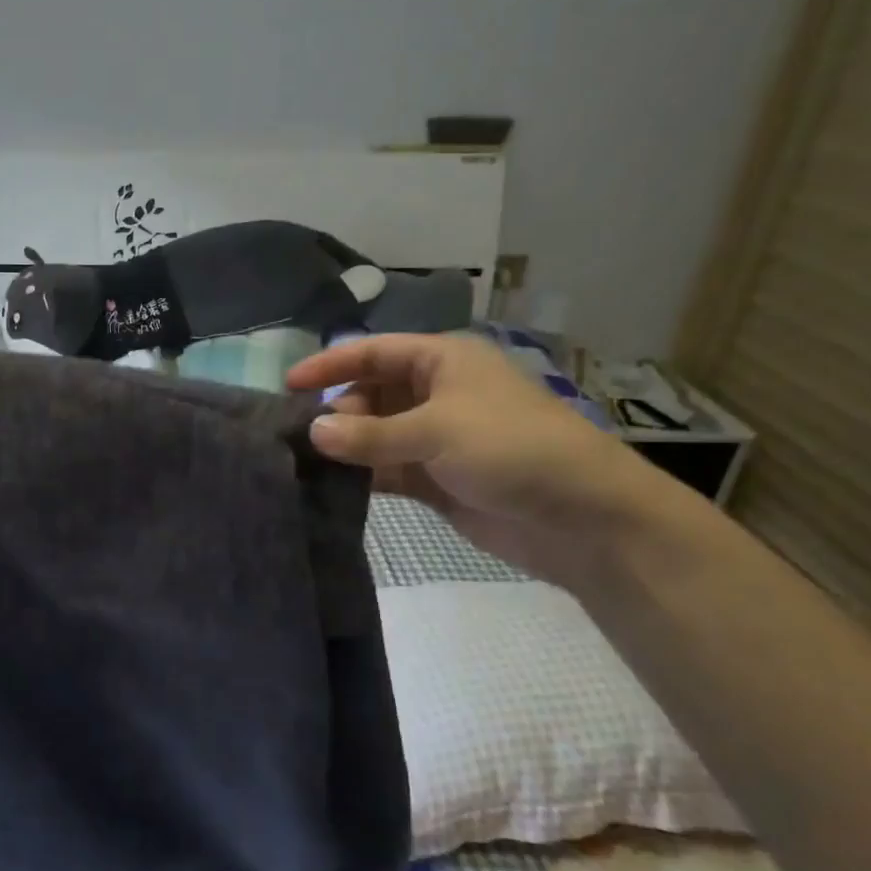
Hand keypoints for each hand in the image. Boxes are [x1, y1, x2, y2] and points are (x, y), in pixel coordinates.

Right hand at [286, 334, 672, 585]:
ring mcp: (434, 438)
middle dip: (337, 412)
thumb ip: (370, 435)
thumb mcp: (437, 430)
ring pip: (375, 434)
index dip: (330, 364)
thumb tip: (311, 433)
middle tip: (302, 438)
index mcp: (442, 362)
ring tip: (303, 462)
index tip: (288, 384)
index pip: (373, 352)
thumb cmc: (512, 448)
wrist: (583, 518)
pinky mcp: (435, 478)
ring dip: (345, 446)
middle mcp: (435, 393)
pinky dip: (361, 475)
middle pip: (370, 393)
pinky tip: (330, 485)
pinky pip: (385, 469)